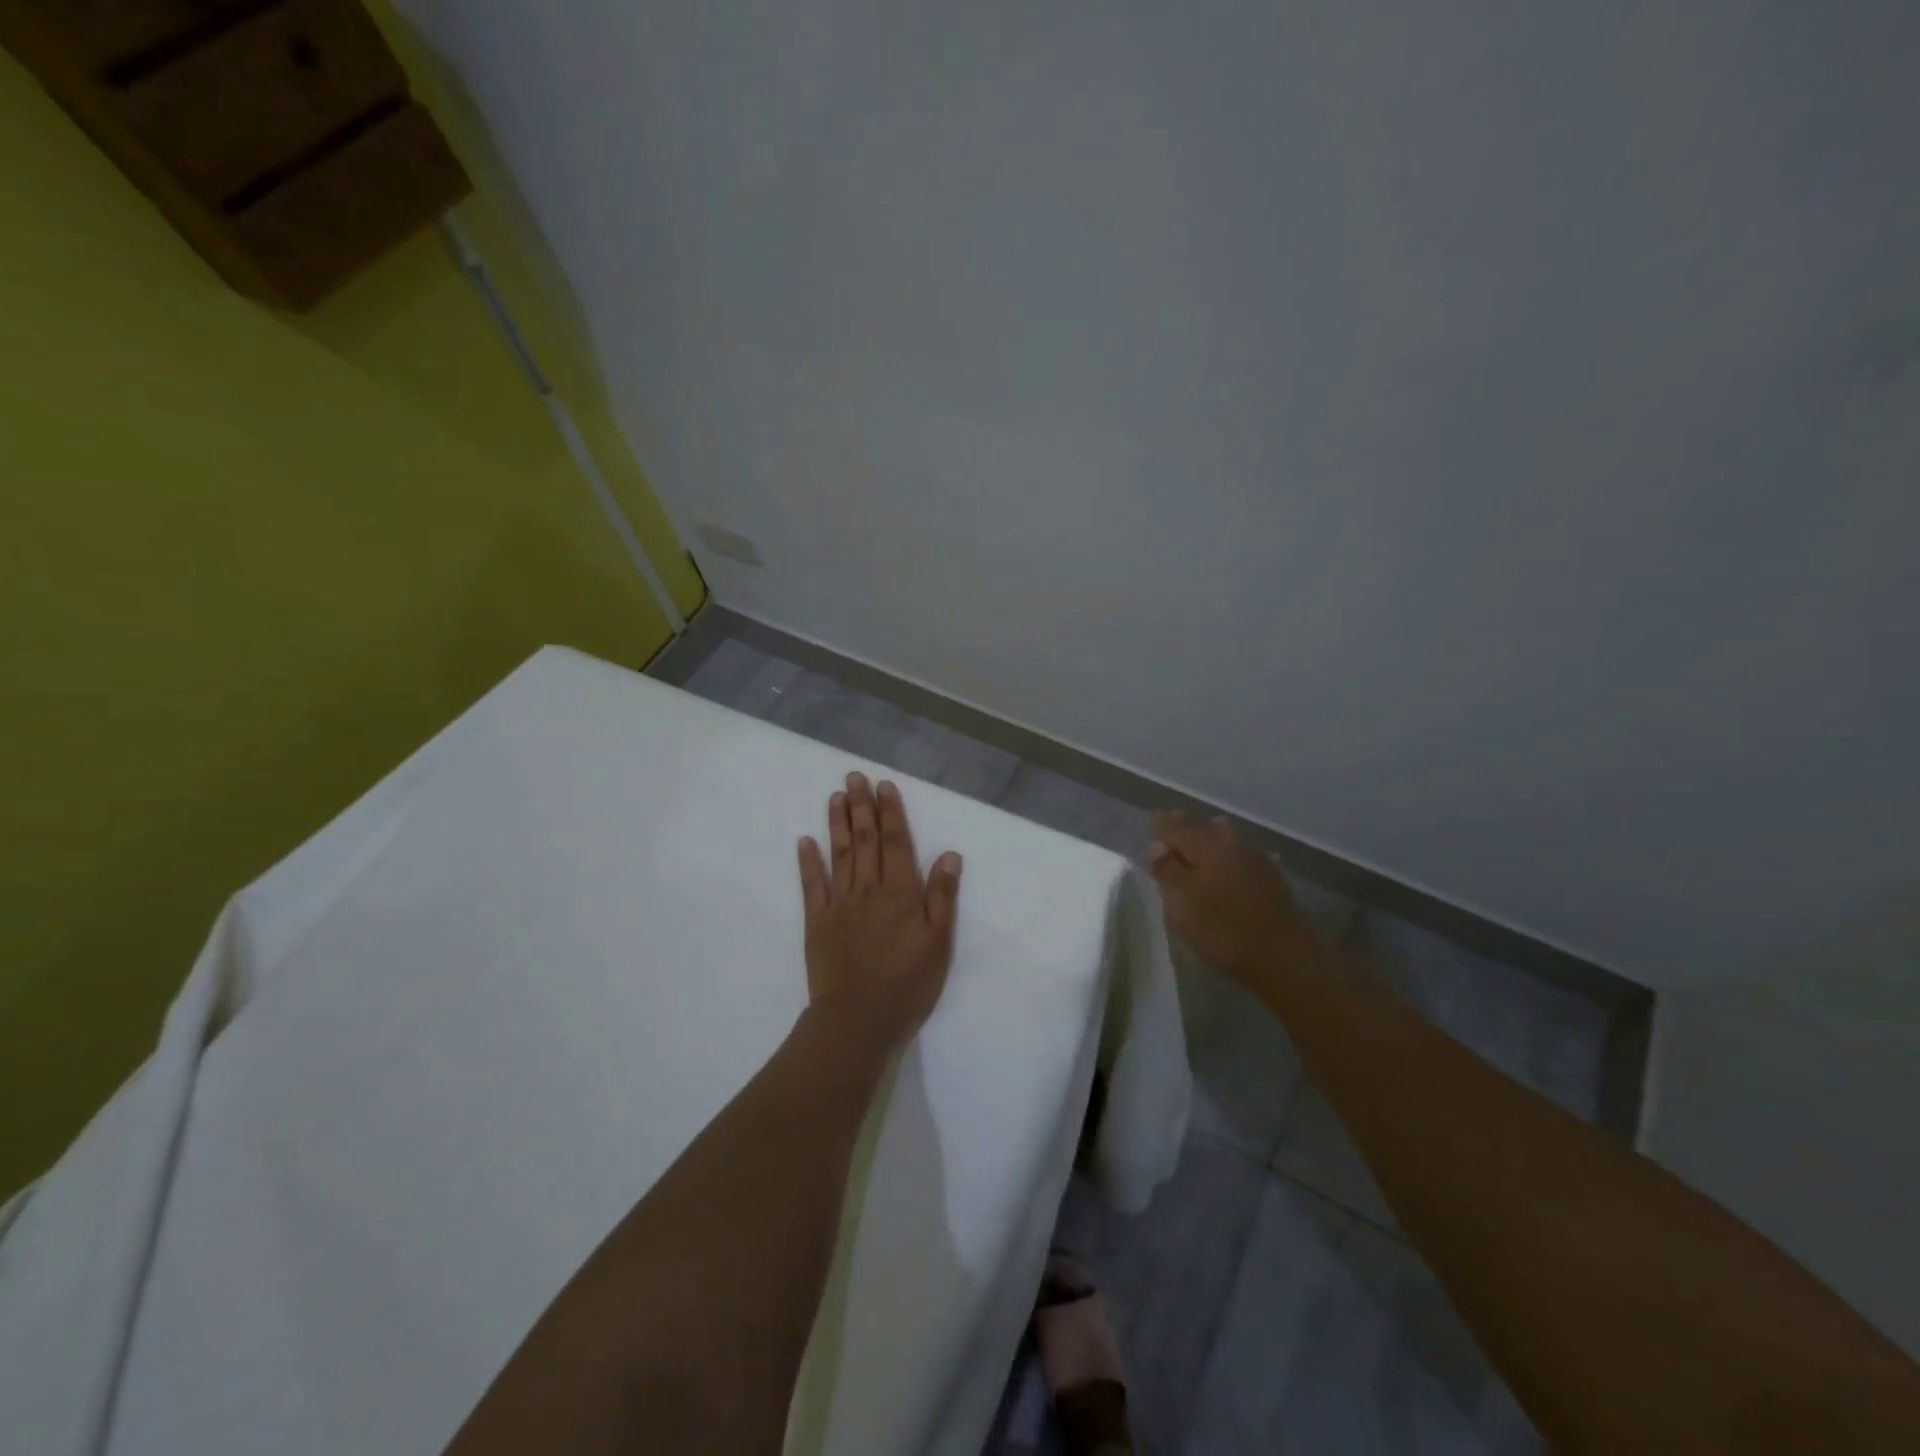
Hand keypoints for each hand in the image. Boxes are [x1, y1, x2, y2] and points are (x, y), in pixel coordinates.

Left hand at [798, 772, 962, 1049]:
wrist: (858, 1020)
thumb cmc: (908, 984)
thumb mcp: (939, 943)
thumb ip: (942, 896)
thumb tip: (949, 853)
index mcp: (901, 893)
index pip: (896, 842)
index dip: (891, 812)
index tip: (884, 785)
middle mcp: (869, 889)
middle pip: (865, 840)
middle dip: (861, 806)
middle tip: (854, 777)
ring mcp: (839, 904)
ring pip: (839, 855)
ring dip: (837, 824)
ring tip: (835, 796)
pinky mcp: (817, 922)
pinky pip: (812, 885)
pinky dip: (808, 862)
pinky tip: (805, 841)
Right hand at [1149, 813, 1323, 996]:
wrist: (1281, 954)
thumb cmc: (1221, 927)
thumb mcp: (1181, 902)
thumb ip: (1167, 870)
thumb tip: (1158, 845)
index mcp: (1206, 846)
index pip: (1177, 829)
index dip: (1162, 827)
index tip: (1152, 822)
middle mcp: (1231, 844)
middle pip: (1203, 830)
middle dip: (1186, 828)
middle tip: (1172, 823)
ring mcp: (1256, 860)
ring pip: (1227, 840)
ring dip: (1212, 836)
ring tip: (1203, 834)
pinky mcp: (1272, 880)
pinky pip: (1244, 857)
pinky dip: (1232, 855)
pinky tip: (1234, 860)